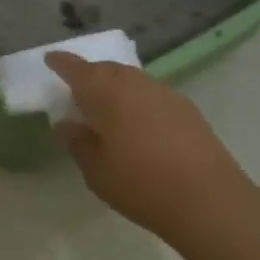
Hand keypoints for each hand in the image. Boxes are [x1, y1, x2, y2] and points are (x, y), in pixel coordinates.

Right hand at [46, 53, 253, 243]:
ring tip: (104, 106)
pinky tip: (136, 123)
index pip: (77, 70)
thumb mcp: (96, 170)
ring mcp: (166, 94)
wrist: (209, 200)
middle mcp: (136, 84)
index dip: (62, 63)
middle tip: (76, 89)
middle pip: (108, 70)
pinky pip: (151, 95)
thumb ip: (78, 143)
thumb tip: (67, 124)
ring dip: (115, 87)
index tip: (50, 59)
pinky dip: (137, 101)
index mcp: (107, 93)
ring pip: (132, 80)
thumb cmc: (140, 185)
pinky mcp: (187, 110)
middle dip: (90, 74)